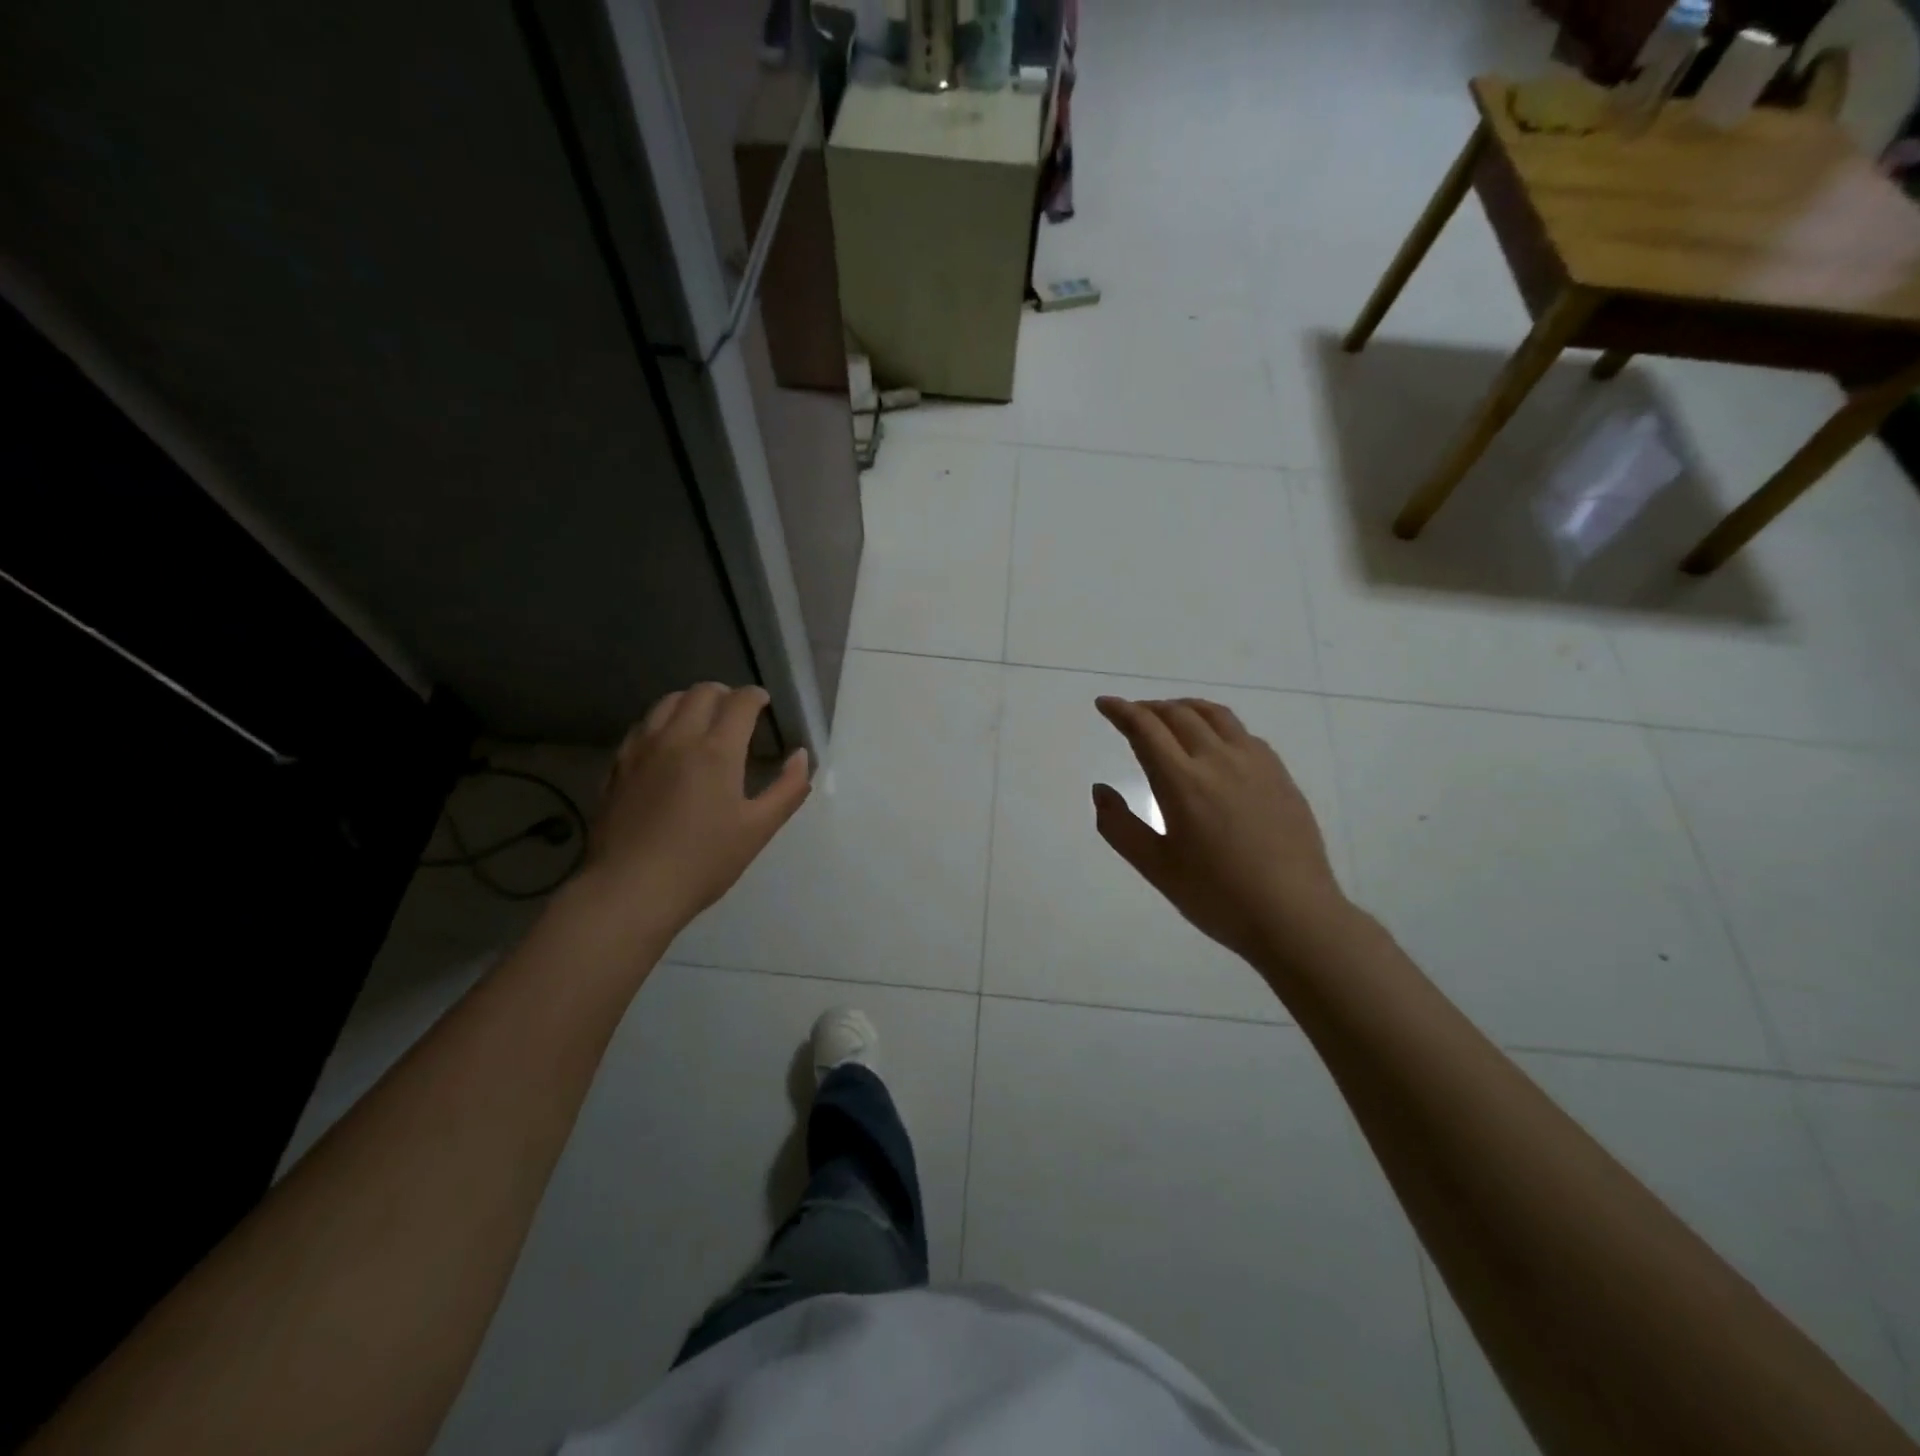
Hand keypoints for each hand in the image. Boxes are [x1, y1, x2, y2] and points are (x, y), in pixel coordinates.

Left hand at [584, 683, 810, 932]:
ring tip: (702, 721)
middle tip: (736, 711)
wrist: (630, 889)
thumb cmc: (703, 861)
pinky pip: (642, 727)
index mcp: (717, 750)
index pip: (740, 702)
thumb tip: (801, 756)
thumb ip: (787, 788)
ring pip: (666, 702)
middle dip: (724, 694)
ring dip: (690, 702)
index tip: (764, 704)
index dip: (755, 696)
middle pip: (701, 693)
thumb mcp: (758, 830)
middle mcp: (677, 738)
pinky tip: (667, 744)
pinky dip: (662, 722)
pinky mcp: (617, 766)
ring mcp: (642, 749)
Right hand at [1092, 696, 1342, 963]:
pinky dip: (1217, 725)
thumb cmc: (1217, 896)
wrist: (1294, 915)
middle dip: (1149, 708)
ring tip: (1170, 715)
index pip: (1145, 729)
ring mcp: (1255, 763)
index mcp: (1182, 782)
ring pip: (1215, 715)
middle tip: (1132, 715)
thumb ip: (1119, 826)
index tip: (1104, 704)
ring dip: (1184, 708)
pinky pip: (1242, 733)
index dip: (1121, 711)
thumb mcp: (1156, 868)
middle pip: (1178, 714)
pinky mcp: (1279, 774)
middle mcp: (1218, 760)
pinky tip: (1215, 744)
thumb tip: (1100, 790)